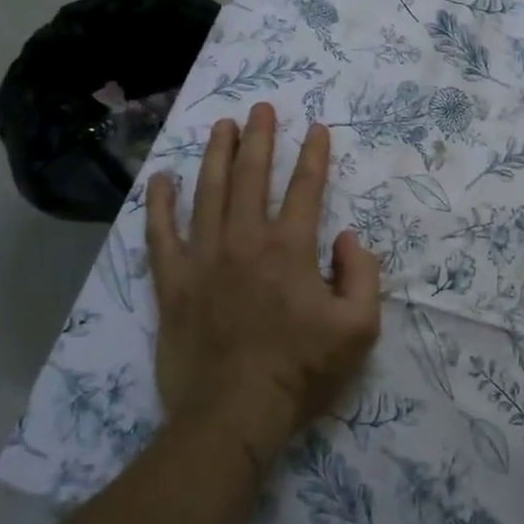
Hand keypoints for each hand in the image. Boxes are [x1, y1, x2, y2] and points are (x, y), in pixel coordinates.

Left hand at [146, 103, 381, 467]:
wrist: (233, 416)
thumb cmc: (300, 371)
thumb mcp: (359, 328)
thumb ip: (362, 274)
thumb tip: (347, 236)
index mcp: (290, 249)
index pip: (305, 188)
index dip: (314, 155)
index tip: (317, 128)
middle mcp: (245, 241)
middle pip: (252, 177)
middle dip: (260, 138)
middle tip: (261, 108)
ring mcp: (204, 259)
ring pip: (208, 193)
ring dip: (216, 155)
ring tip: (222, 125)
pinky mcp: (173, 284)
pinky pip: (161, 235)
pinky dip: (160, 205)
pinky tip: (162, 179)